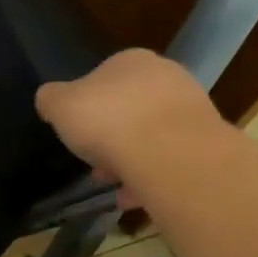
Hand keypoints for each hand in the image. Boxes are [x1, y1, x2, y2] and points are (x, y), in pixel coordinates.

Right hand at [35, 50, 223, 196]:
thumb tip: (51, 101)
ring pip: (151, 136)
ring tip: (114, 186)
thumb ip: (50, 99)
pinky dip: (151, 176)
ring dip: (130, 159)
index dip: (85, 108)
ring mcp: (191, 108)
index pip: (102, 78)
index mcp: (130, 60)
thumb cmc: (108, 120)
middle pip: (128, 109)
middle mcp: (166, 76)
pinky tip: (134, 196)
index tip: (77, 134)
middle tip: (94, 163)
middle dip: (110, 137)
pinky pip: (169, 159)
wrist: (169, 153)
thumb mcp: (58, 105)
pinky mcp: (206, 141)